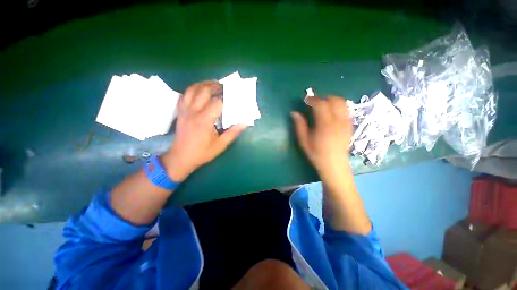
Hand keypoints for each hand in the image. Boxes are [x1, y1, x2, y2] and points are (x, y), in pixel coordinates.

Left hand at [162, 81, 247, 181]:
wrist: (181, 158)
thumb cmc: (202, 153)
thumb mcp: (221, 145)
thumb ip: (233, 132)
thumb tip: (244, 123)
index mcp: (204, 120)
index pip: (218, 102)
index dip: (227, 97)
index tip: (235, 96)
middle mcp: (193, 112)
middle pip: (204, 90)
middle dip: (215, 86)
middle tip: (225, 86)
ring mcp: (185, 110)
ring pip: (192, 89)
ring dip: (203, 84)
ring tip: (213, 84)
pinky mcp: (180, 112)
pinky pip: (184, 95)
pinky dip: (192, 90)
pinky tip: (199, 92)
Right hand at [291, 96, 352, 182]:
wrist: (335, 166)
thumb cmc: (317, 155)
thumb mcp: (304, 142)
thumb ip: (299, 126)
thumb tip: (294, 113)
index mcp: (325, 125)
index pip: (320, 104)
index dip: (312, 99)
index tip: (306, 100)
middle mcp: (338, 121)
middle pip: (334, 100)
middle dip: (323, 97)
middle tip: (314, 102)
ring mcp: (346, 123)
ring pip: (342, 103)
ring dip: (332, 100)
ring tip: (323, 105)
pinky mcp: (350, 126)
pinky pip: (347, 110)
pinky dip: (339, 106)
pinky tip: (332, 113)